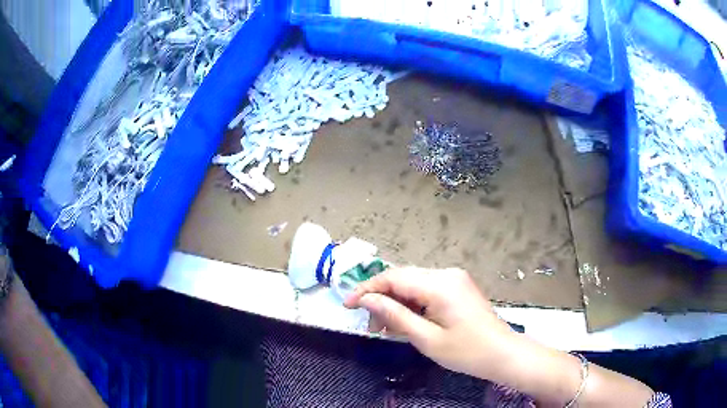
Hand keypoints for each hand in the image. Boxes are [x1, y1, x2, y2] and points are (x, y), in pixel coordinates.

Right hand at [344, 267, 514, 378]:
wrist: (502, 354)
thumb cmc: (466, 352)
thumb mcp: (426, 338)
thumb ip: (395, 315)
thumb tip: (366, 299)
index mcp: (440, 284)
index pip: (393, 277)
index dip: (367, 289)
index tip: (348, 305)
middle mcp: (446, 273)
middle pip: (402, 278)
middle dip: (381, 299)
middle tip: (371, 325)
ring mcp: (454, 279)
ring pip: (413, 284)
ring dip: (396, 303)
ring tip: (386, 328)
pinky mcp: (457, 287)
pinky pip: (426, 289)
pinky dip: (411, 304)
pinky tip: (406, 322)